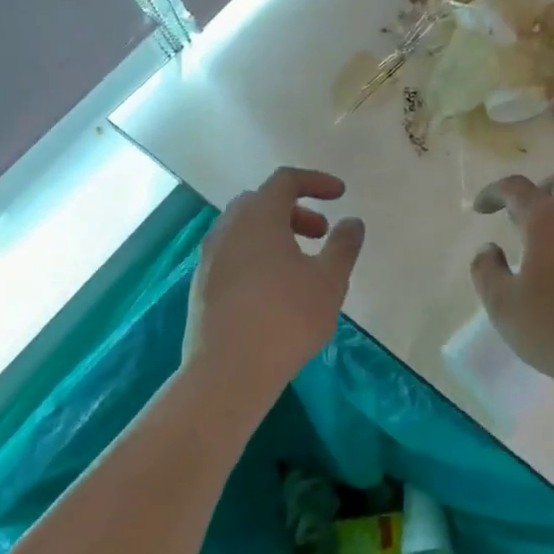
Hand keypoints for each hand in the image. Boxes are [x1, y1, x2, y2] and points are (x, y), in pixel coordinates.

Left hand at [184, 167, 364, 412]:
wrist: (226, 373)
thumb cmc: (285, 319)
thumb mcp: (329, 281)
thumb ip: (344, 245)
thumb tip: (351, 222)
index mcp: (258, 216)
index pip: (286, 180)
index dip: (316, 182)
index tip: (340, 195)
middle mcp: (228, 228)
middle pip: (262, 201)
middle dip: (295, 210)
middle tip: (320, 234)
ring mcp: (210, 257)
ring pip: (245, 228)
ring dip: (276, 233)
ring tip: (301, 264)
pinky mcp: (202, 285)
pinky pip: (233, 253)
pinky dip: (257, 254)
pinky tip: (275, 289)